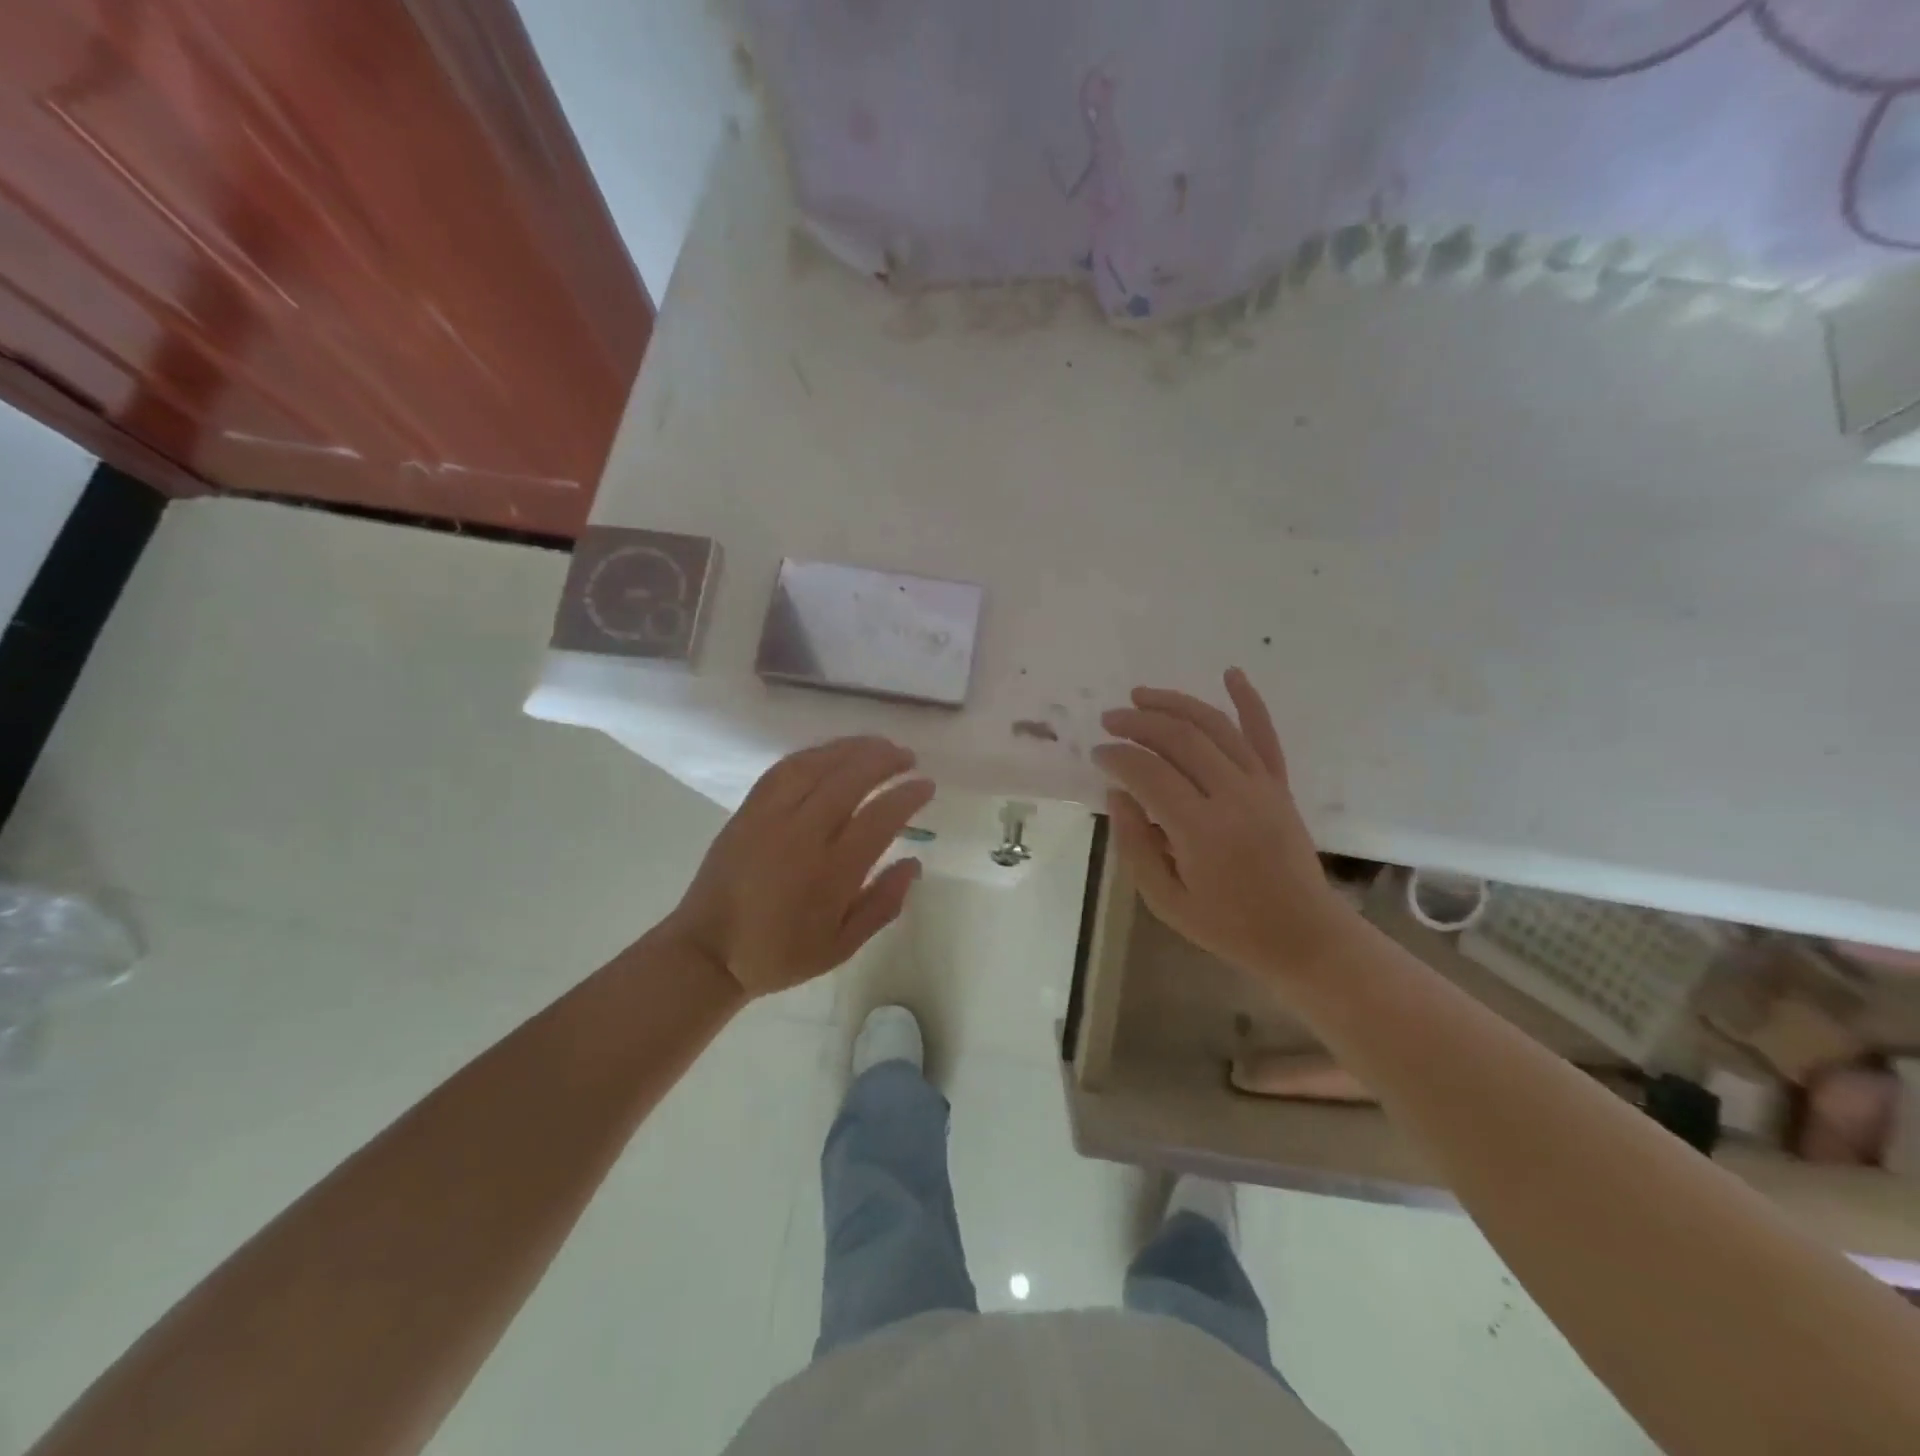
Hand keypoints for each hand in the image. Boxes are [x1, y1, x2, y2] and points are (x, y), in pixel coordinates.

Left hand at [667, 737, 933, 999]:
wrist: (708, 951)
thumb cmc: (779, 953)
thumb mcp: (841, 946)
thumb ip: (882, 904)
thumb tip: (914, 863)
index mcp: (830, 873)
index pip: (879, 818)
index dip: (907, 796)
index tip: (926, 785)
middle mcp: (801, 835)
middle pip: (850, 779)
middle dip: (885, 760)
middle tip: (908, 757)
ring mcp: (770, 817)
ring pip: (817, 765)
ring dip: (852, 748)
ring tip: (879, 744)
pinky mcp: (748, 809)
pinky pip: (785, 769)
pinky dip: (815, 754)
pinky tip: (833, 753)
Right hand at [1093, 668, 1356, 979]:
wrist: (1302, 935)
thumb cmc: (1227, 925)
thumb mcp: (1165, 899)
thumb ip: (1135, 845)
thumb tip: (1118, 794)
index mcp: (1200, 830)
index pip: (1149, 773)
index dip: (1118, 757)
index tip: (1097, 755)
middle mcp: (1233, 796)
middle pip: (1180, 739)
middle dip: (1138, 723)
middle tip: (1109, 720)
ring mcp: (1262, 785)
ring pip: (1216, 727)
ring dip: (1176, 704)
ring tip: (1141, 695)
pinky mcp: (1280, 784)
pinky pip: (1264, 734)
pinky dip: (1249, 700)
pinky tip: (1231, 673)